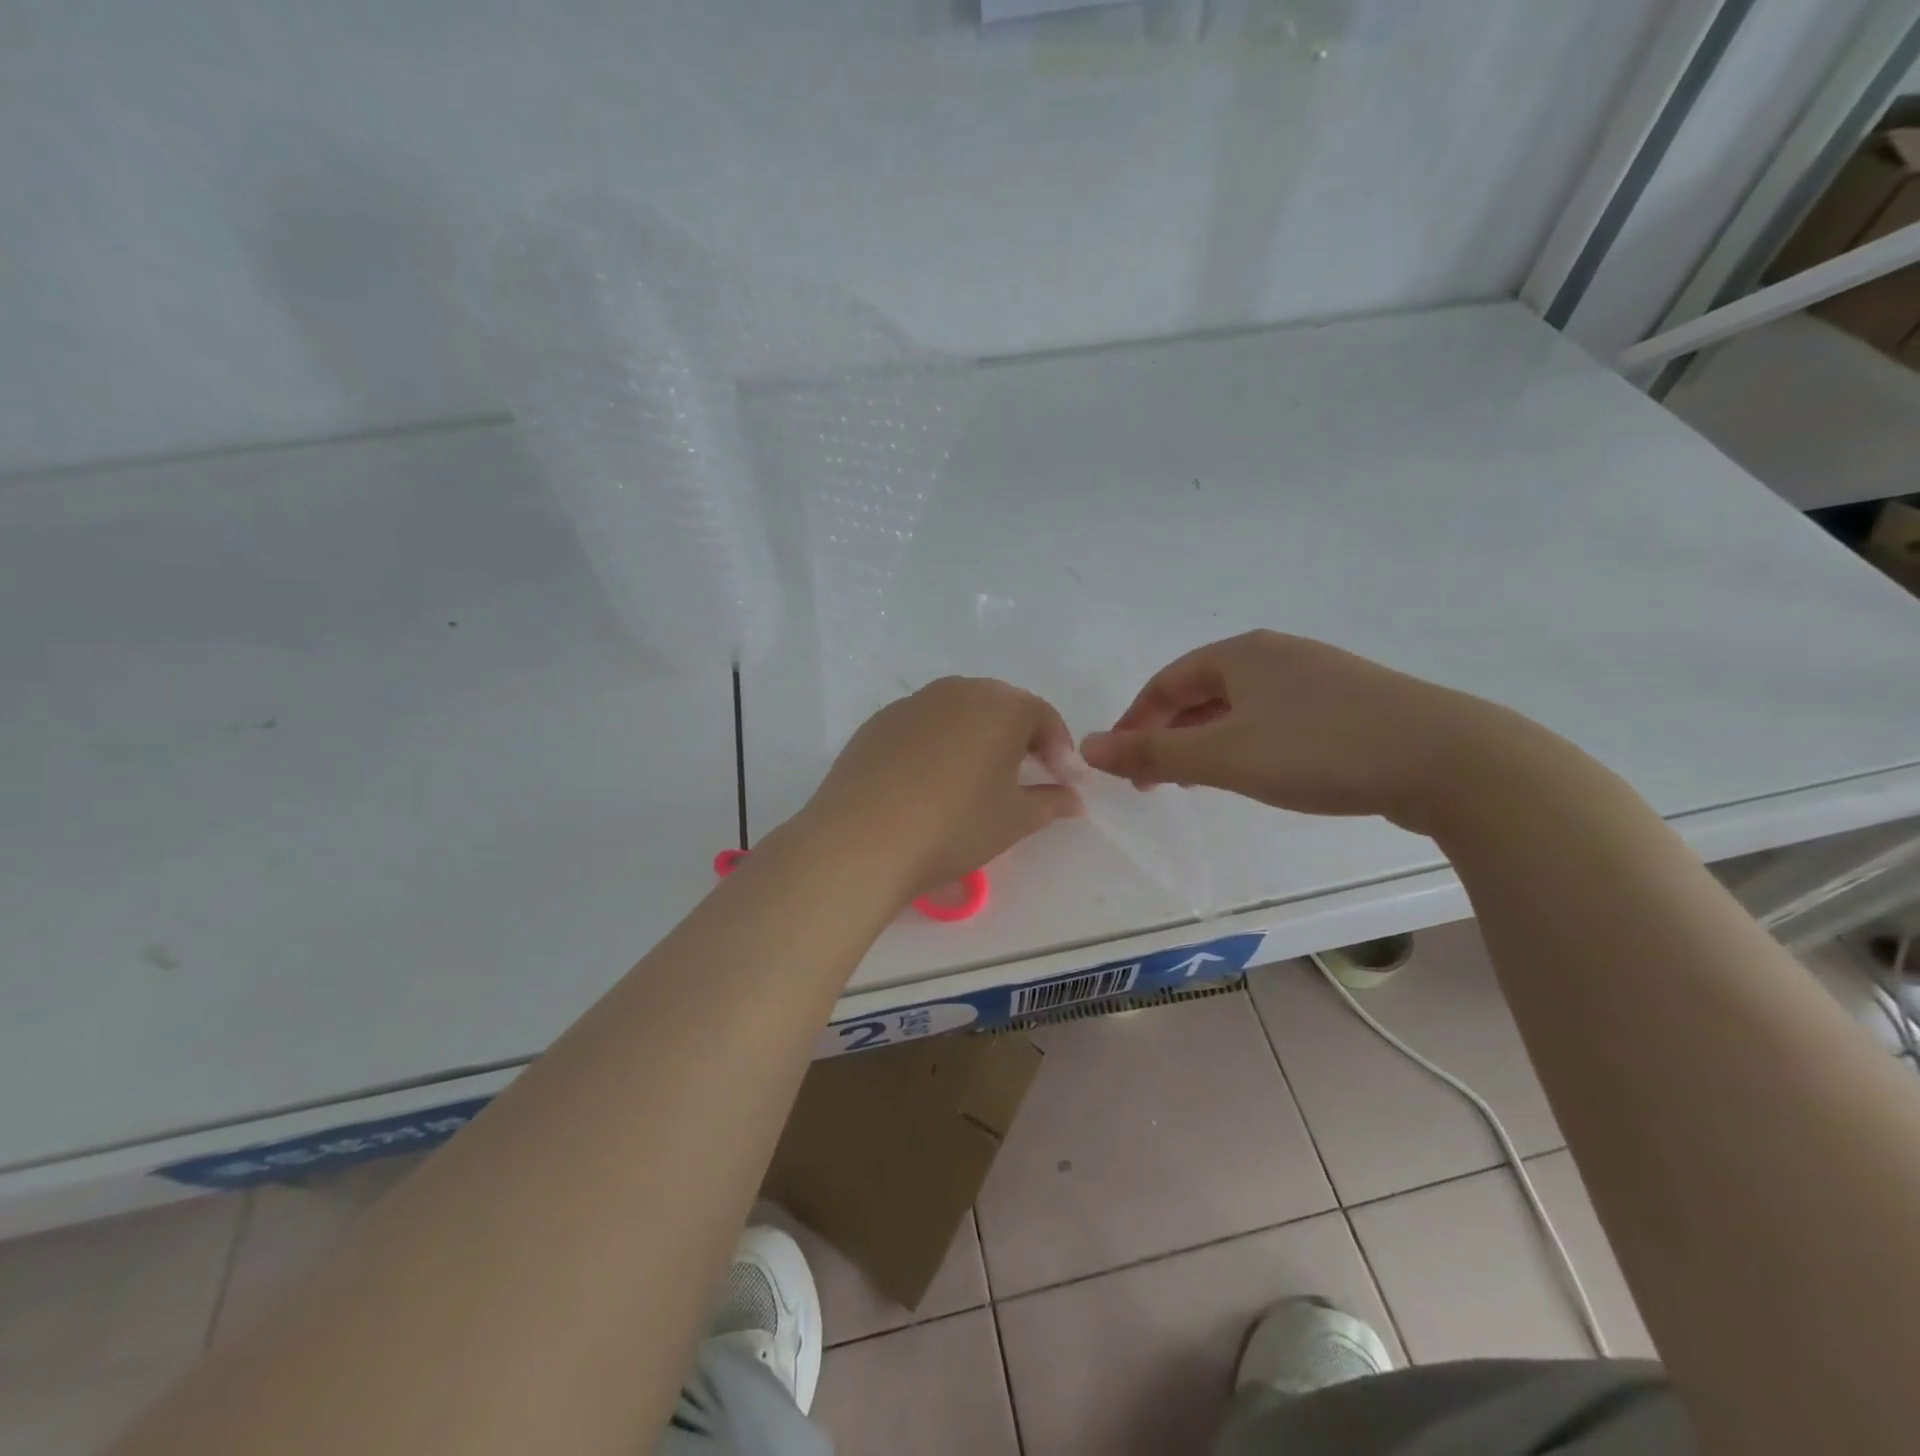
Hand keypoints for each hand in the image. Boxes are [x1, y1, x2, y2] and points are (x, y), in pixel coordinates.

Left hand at [798, 677, 1081, 901]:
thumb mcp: (1014, 819)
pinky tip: (930, 783)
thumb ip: (1051, 802)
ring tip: (977, 780)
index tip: (1064, 783)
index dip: (1060, 750)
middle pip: (1000, 707)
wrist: (862, 839)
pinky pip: (923, 726)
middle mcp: (958, 691)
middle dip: (1020, 739)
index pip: (1043, 717)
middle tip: (1026, 776)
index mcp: (1000, 705)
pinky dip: (938, 745)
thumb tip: (1072, 798)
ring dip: (977, 738)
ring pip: (959, 713)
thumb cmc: (954, 826)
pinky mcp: (878, 723)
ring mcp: (912, 703)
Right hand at [1080, 631, 1517, 832]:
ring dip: (1208, 740)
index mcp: (1241, 654)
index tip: (1121, 764)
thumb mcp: (1223, 757)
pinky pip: (1278, 717)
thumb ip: (1152, 753)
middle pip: (1202, 690)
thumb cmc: (1319, 751)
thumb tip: (1088, 747)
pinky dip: (1250, 742)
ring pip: (1241, 705)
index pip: (1166, 681)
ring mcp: (1319, 675)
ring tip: (1199, 780)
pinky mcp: (1352, 703)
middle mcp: (1276, 653)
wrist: (1448, 760)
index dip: (1135, 721)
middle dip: (1170, 732)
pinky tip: (1261, 771)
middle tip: (1156, 779)